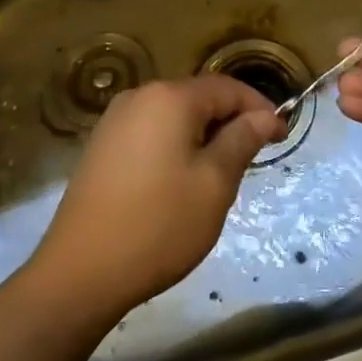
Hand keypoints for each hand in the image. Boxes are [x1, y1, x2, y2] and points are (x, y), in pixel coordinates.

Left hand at [28, 76, 285, 321]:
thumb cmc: (158, 225)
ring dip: (203, 136)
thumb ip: (241, 140)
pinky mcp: (101, 146)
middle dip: (230, 122)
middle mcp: (140, 97)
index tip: (281, 136)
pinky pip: (151, 132)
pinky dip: (175, 146)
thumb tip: (264, 116)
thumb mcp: (214, 184)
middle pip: (198, 98)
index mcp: (169, 97)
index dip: (259, 108)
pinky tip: (180, 181)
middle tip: (253, 159)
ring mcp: (115, 120)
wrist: (80, 272)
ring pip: (174, 116)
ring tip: (220, 174)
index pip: (227, 88)